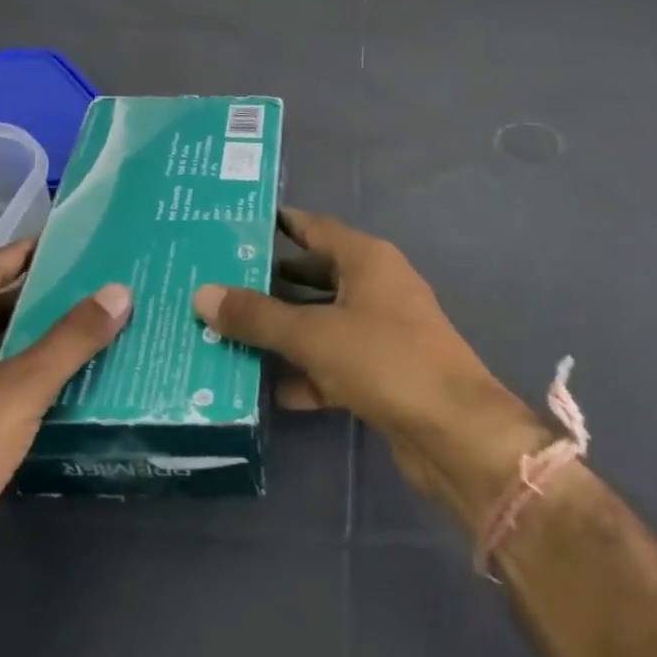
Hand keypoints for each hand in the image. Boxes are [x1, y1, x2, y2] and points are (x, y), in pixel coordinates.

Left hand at [0, 236, 130, 585]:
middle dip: (41, 295)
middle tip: (96, 285)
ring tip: (88, 326)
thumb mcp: (21, 389)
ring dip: (33, 335)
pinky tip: (58, 379)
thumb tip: (119, 291)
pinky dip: (19, 369)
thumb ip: (72, 338)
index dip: (32, 250)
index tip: (76, 241)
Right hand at [192, 208, 547, 530]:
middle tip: (214, 285)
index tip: (231, 226)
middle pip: (312, 275)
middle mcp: (375, 287)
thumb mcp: (314, 334)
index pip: (313, 228)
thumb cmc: (385, 360)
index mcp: (367, 259)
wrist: (454, 433)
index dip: (276, 224)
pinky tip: (263, 387)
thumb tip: (202, 294)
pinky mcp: (380, 373)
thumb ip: (258, 316)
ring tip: (223, 333)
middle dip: (267, 283)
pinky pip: (331, 362)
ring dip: (280, 331)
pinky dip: (302, 372)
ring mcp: (380, 331)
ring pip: (319, 322)